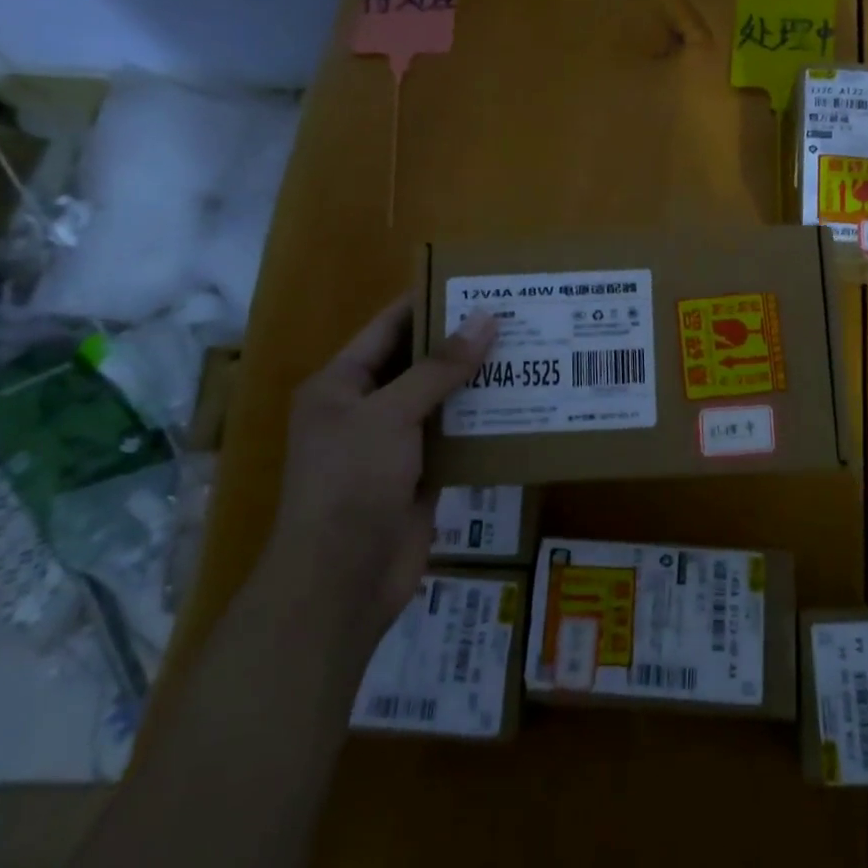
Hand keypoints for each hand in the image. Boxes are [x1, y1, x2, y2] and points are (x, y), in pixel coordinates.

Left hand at [272, 295, 496, 621]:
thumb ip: (440, 367)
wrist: (341, 582)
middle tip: (514, 317)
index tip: (476, 285)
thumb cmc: (352, 482)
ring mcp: (393, 445)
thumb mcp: (391, 414)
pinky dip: (481, 424)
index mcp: (341, 384)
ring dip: (476, 383)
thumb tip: (486, 318)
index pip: (389, 328)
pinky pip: (454, 439)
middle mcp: (365, 409)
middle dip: (461, 343)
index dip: (428, 303)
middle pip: (418, 363)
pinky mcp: (420, 476)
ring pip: (441, 402)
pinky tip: (520, 405)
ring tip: (526, 353)